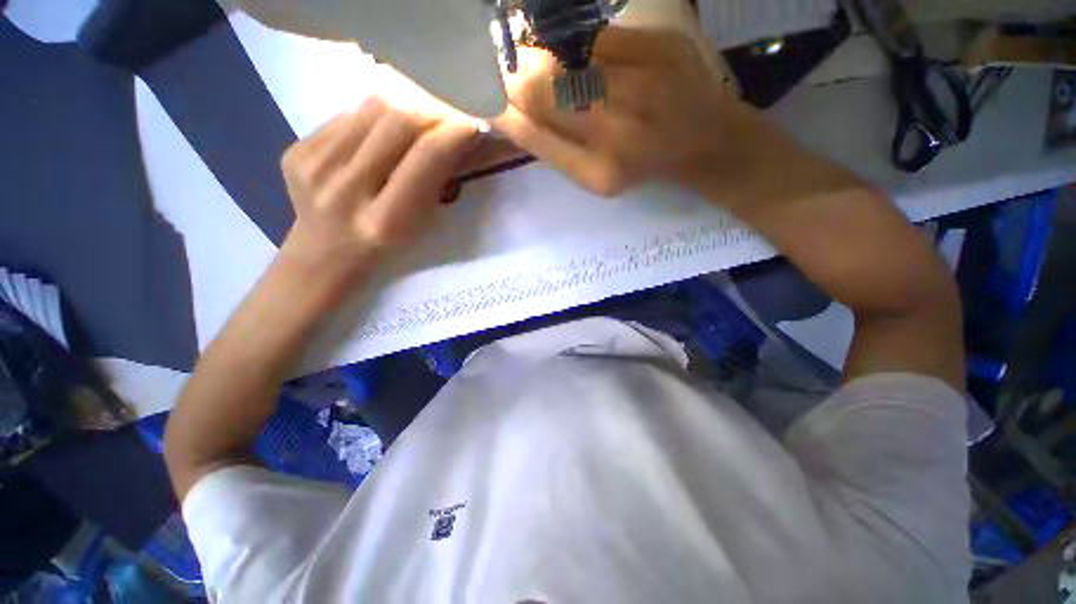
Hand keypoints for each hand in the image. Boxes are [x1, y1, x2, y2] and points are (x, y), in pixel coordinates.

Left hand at [278, 87, 478, 290]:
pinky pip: (348, 115)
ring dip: (407, 108)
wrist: (326, 254)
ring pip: (372, 107)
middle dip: (433, 112)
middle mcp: (345, 190)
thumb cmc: (387, 249)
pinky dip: (376, 119)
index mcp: (385, 221)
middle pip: (397, 121)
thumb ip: (435, 182)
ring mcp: (314, 166)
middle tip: (451, 118)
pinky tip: (382, 137)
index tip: (474, 125)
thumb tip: (457, 136)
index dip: (454, 133)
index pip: (425, 157)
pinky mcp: (296, 149)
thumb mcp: (421, 226)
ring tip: (421, 123)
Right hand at [495, 27, 748, 196]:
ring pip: (562, 56)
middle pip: (541, 87)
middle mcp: (616, 130)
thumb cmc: (643, 166)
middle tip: (499, 70)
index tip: (482, 96)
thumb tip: (507, 114)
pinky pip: (594, 36)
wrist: (704, 141)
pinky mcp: (660, 46)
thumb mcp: (594, 177)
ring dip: (532, 51)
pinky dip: (567, 39)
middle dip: (510, 74)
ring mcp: (641, 83)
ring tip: (524, 57)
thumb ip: (552, 148)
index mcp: (597, 172)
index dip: (500, 107)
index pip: (531, 131)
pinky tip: (561, 47)